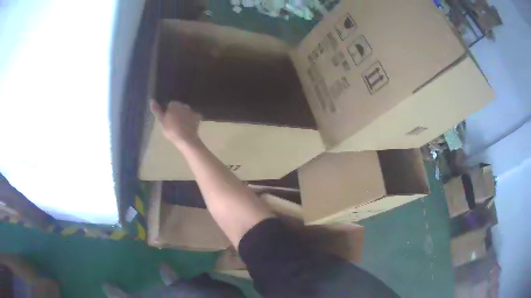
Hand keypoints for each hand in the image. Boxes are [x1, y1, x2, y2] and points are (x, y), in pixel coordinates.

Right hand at [150, 100, 201, 147]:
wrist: (186, 139)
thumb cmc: (171, 130)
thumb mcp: (162, 121)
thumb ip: (157, 110)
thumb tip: (152, 100)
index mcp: (174, 104)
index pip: (170, 105)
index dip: (168, 111)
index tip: (167, 119)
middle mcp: (183, 104)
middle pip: (179, 107)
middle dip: (177, 112)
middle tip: (174, 123)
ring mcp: (191, 110)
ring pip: (185, 111)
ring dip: (183, 115)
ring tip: (181, 125)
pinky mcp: (197, 117)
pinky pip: (192, 116)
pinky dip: (191, 119)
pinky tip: (188, 126)